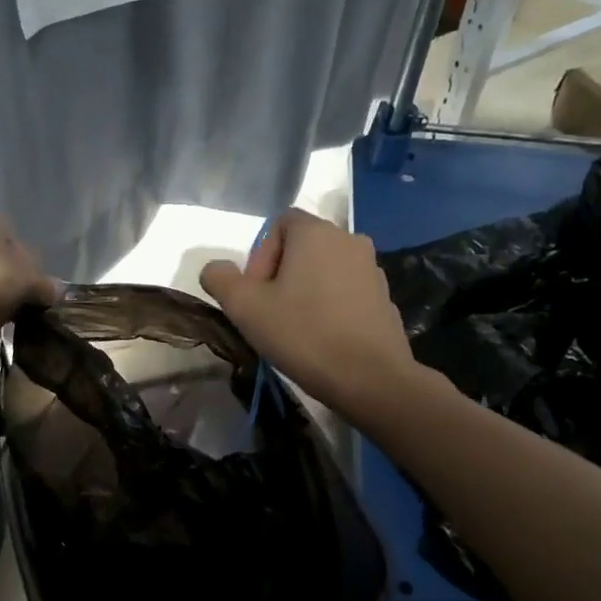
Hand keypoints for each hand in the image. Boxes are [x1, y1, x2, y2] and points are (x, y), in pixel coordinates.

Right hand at [200, 209, 429, 419]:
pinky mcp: (384, 297)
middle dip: (279, 274)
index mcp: (316, 233)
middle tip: (269, 312)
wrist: (370, 377)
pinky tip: (322, 338)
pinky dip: (329, 306)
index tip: (256, 292)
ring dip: (304, 291)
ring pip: (324, 270)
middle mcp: (349, 239)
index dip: (259, 255)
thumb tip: (216, 269)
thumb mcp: (244, 307)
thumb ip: (220, 279)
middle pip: (302, 247)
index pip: (279, 223)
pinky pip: (346, 291)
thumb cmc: (303, 333)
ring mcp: (372, 269)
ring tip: (295, 328)